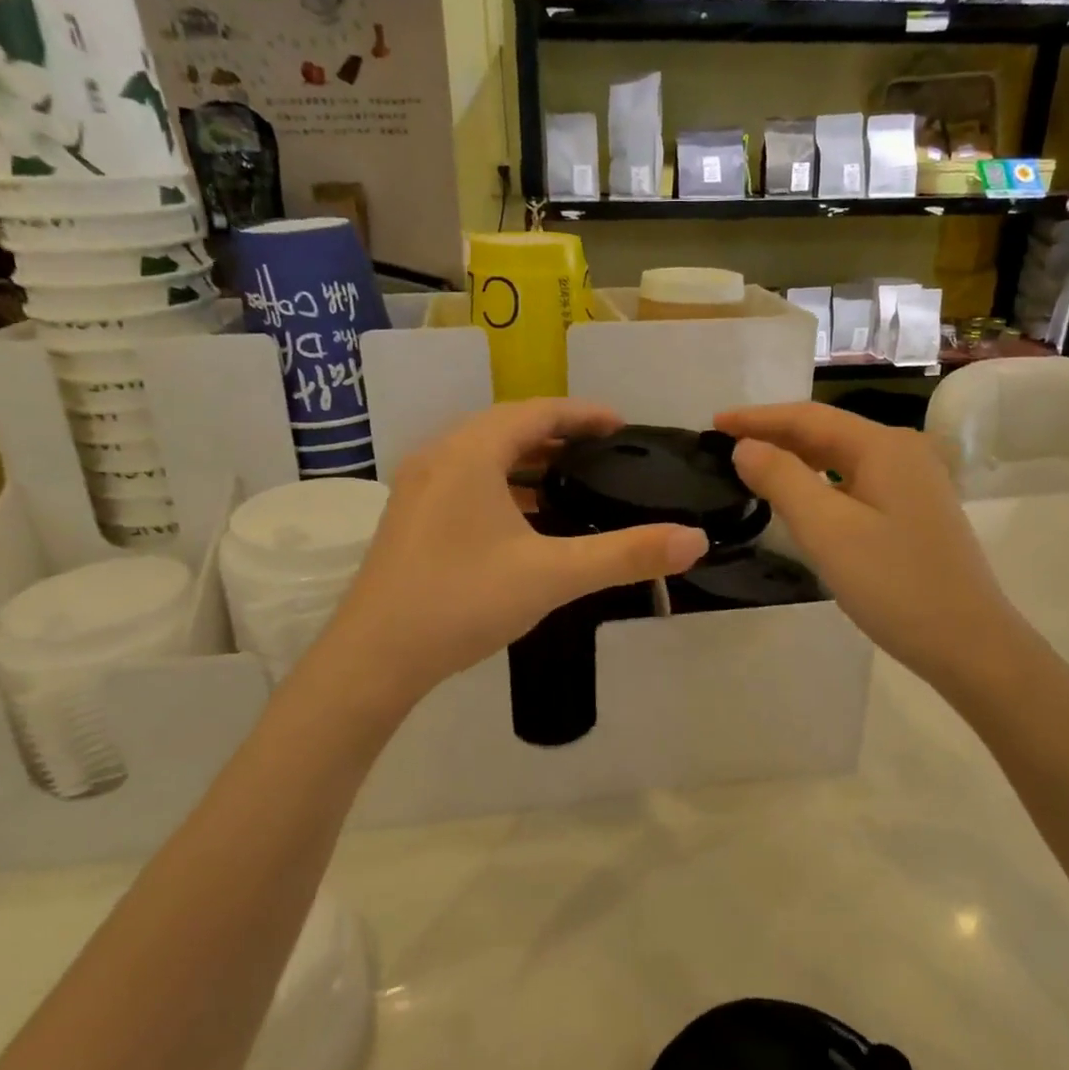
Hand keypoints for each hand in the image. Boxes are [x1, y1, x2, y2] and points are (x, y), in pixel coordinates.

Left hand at [317, 400, 708, 709]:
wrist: (374, 657)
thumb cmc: (463, 601)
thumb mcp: (553, 575)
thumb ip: (625, 554)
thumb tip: (694, 541)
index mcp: (471, 452)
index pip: (537, 411)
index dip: (583, 413)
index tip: (621, 425)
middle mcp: (440, 456)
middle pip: (508, 427)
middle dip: (558, 433)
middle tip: (603, 450)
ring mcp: (418, 487)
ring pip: (483, 455)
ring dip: (527, 460)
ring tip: (571, 479)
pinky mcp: (410, 517)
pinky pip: (465, 480)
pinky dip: (502, 485)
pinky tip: (524, 519)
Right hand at [715, 402, 1017, 693]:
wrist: (969, 644)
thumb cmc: (894, 583)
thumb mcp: (827, 530)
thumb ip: (782, 480)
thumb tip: (746, 447)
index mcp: (883, 446)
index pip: (808, 417)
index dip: (757, 418)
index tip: (714, 423)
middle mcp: (901, 452)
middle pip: (826, 432)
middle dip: (773, 435)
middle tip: (723, 445)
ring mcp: (912, 482)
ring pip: (839, 458)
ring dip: (794, 459)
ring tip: (751, 467)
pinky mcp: (912, 511)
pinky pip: (853, 482)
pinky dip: (818, 482)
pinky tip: (798, 498)